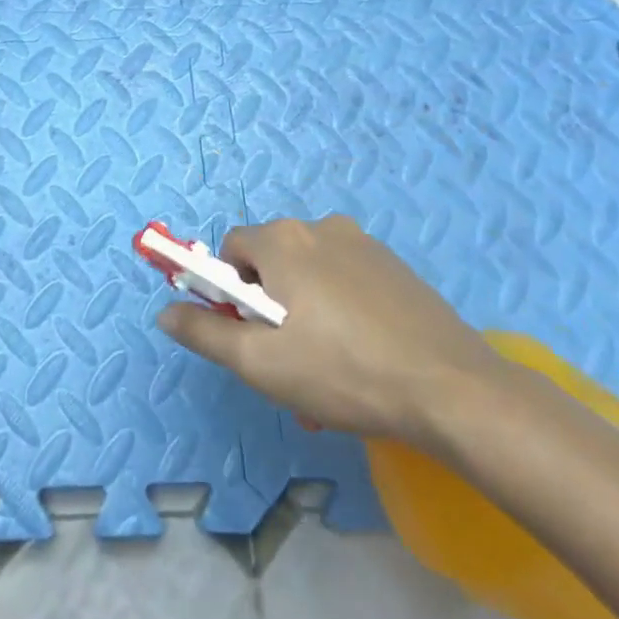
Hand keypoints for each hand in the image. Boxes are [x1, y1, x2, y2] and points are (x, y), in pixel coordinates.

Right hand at [157, 215, 505, 445]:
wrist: (453, 390)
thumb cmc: (342, 371)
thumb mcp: (259, 362)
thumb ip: (204, 332)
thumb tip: (165, 312)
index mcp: (284, 239)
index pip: (231, 250)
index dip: (229, 293)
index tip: (248, 335)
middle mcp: (321, 227)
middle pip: (271, 262)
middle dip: (269, 308)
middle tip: (288, 361)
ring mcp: (365, 245)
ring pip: (311, 276)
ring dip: (305, 314)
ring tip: (327, 372)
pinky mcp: (397, 268)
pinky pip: (348, 282)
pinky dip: (341, 312)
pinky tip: (362, 359)